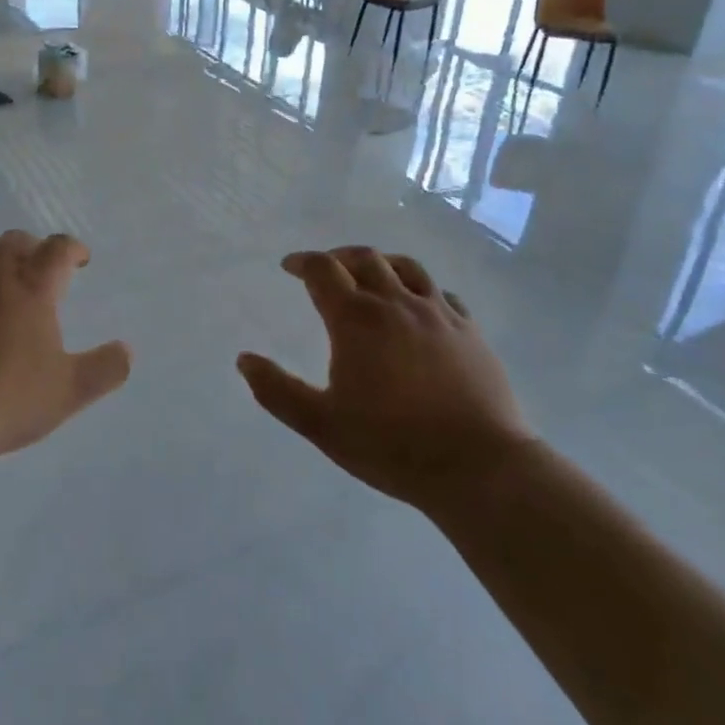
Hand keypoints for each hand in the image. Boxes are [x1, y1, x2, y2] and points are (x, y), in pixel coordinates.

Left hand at [0, 230, 131, 461]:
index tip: (79, 259)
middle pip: (14, 242)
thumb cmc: (3, 400)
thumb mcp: (67, 392)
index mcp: (31, 284)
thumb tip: (127, 350)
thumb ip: (105, 369)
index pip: (58, 249)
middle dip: (31, 249)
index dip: (73, 249)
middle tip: (38, 267)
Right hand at [237, 247, 535, 506]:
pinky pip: (441, 294)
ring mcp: (438, 314)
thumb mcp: (321, 425)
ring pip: (406, 267)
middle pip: (364, 258)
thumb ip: (277, 391)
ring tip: (371, 274)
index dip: (302, 262)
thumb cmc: (392, 445)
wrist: (479, 467)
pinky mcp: (470, 331)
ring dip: (381, 263)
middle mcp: (396, 303)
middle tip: (325, 267)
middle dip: (338, 257)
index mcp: (356, 319)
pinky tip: (419, 307)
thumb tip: (244, 360)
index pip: (322, 270)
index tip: (289, 266)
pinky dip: (421, 290)